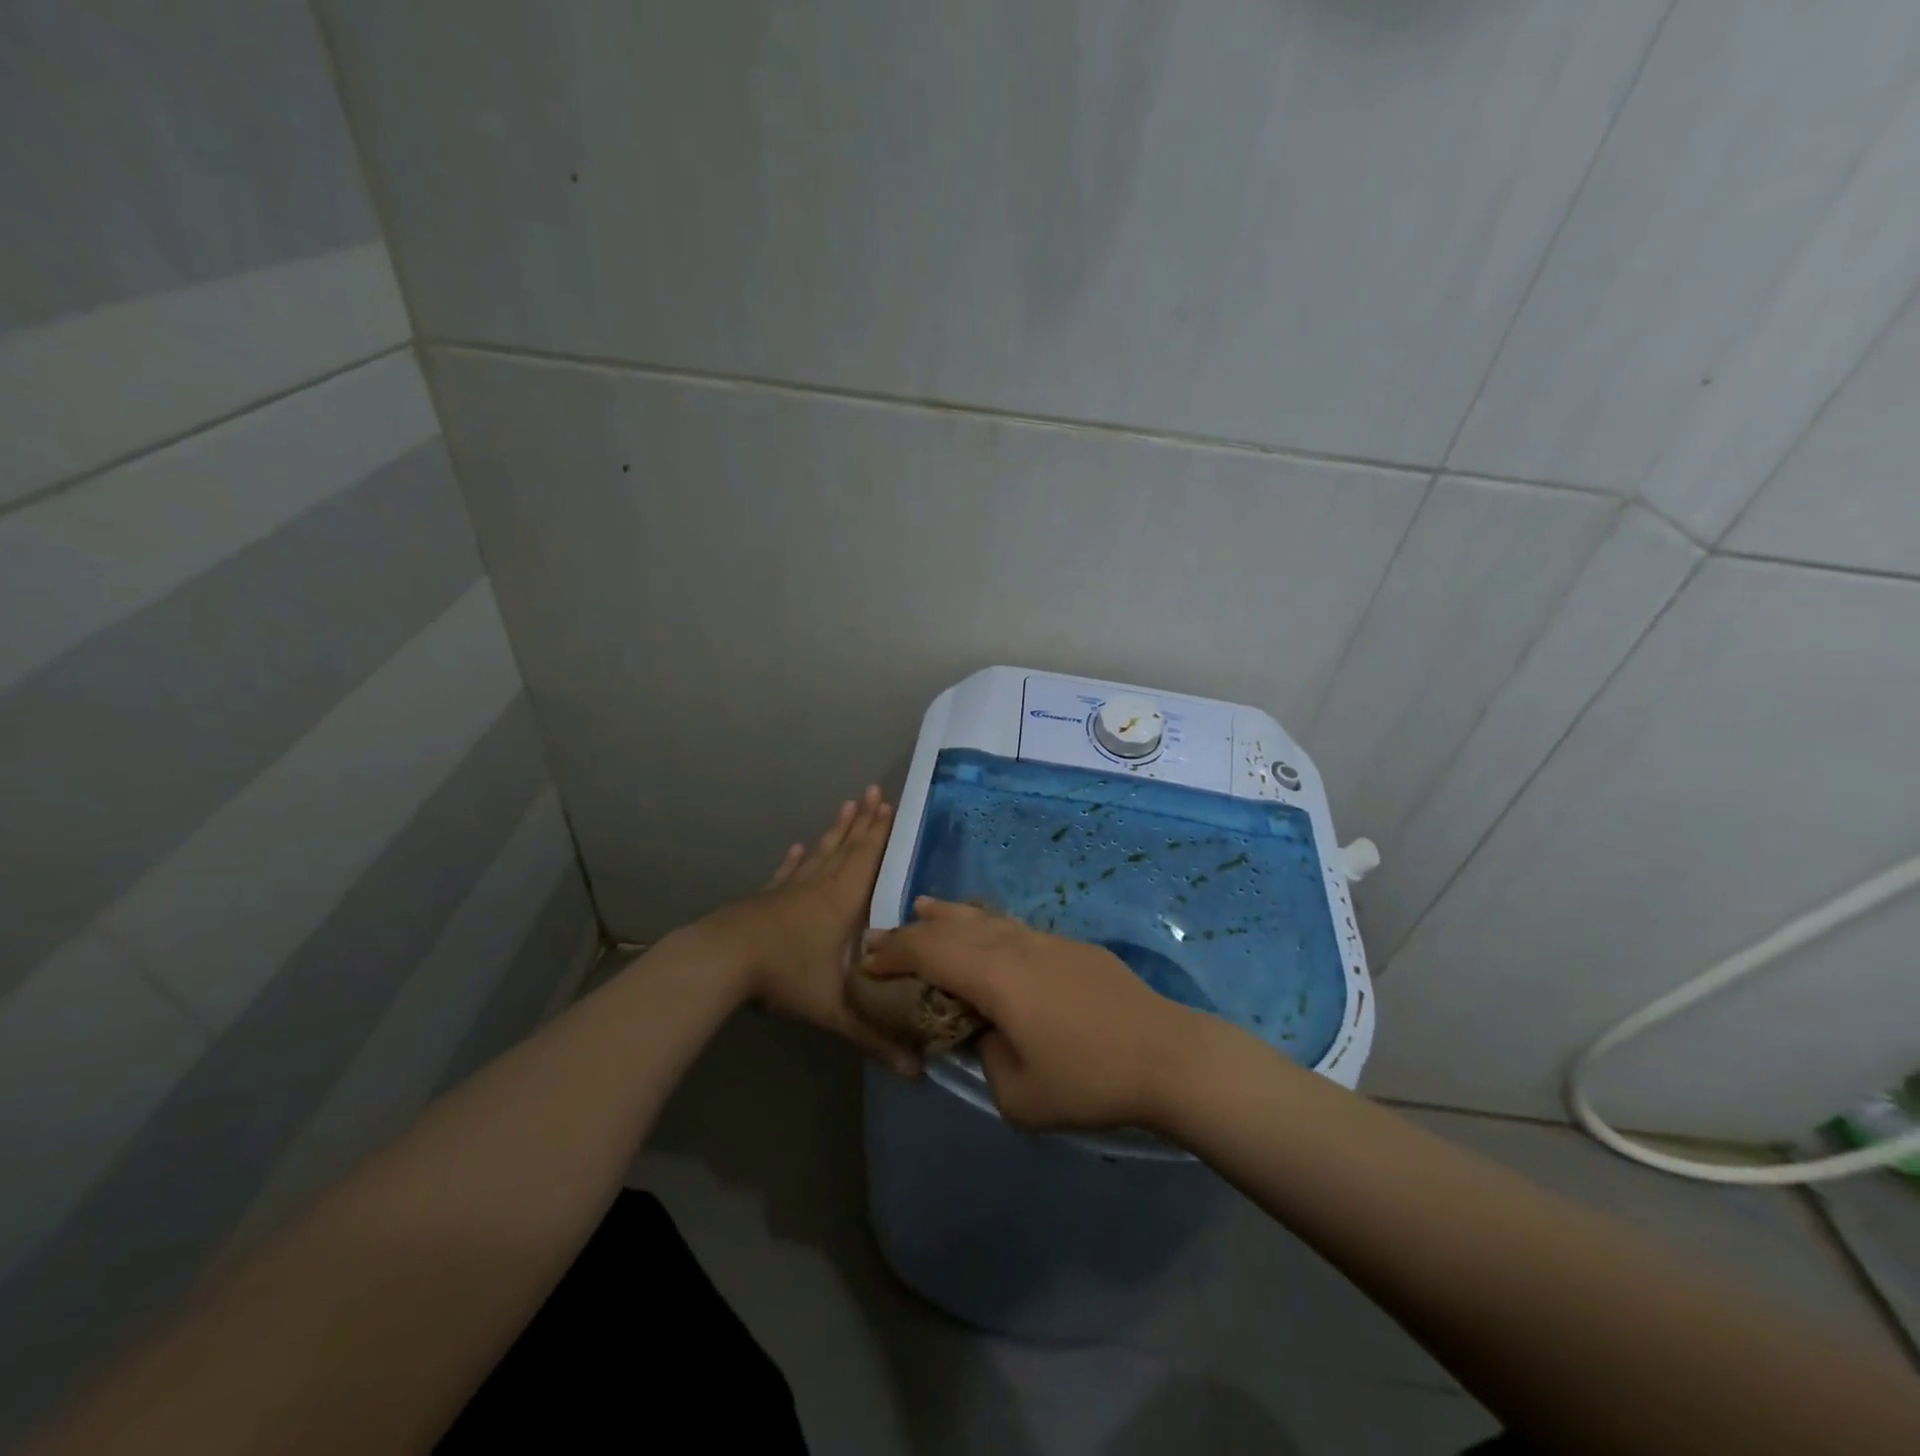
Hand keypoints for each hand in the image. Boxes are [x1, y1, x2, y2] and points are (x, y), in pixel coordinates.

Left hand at [704, 787, 921, 1075]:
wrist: (723, 960)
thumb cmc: (786, 976)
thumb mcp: (835, 1010)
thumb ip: (874, 1037)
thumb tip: (917, 1072)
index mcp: (843, 902)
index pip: (869, 859)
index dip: (883, 834)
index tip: (893, 806)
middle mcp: (821, 885)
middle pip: (848, 847)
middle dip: (866, 821)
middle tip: (877, 792)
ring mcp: (791, 888)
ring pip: (821, 851)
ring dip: (837, 830)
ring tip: (849, 805)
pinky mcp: (768, 896)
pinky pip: (789, 870)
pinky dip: (798, 857)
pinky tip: (800, 845)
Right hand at [861, 898, 1205, 1128]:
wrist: (1166, 1055)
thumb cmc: (1088, 1080)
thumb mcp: (1019, 1096)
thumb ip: (985, 1059)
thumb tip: (983, 1034)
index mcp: (995, 976)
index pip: (929, 950)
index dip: (893, 952)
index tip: (867, 961)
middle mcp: (1015, 946)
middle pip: (953, 924)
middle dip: (914, 929)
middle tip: (885, 936)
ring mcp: (1047, 940)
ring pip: (985, 917)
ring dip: (950, 915)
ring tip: (926, 910)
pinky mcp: (1071, 946)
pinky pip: (1013, 927)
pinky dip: (984, 925)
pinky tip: (985, 933)